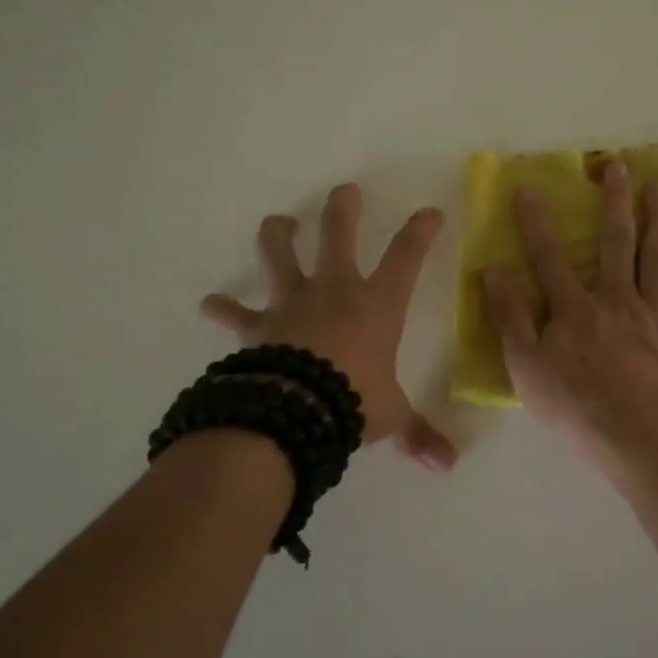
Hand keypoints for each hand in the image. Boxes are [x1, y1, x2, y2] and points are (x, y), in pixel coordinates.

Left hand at [201, 184, 457, 471]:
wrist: (296, 410)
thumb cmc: (354, 401)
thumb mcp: (392, 417)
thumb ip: (418, 435)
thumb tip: (448, 465)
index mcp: (377, 305)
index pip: (407, 258)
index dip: (421, 232)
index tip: (430, 211)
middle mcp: (335, 291)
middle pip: (338, 235)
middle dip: (342, 209)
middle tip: (345, 191)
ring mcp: (293, 302)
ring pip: (281, 255)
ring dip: (279, 235)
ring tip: (279, 223)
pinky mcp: (259, 325)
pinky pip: (235, 313)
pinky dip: (223, 308)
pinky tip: (210, 304)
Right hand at [483, 161, 657, 452]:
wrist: (636, 433)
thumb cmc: (574, 404)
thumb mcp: (526, 365)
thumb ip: (511, 316)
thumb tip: (493, 270)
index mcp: (574, 308)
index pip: (549, 258)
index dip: (536, 223)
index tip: (529, 189)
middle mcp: (615, 299)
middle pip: (616, 243)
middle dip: (616, 203)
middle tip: (620, 168)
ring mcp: (653, 315)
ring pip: (657, 259)